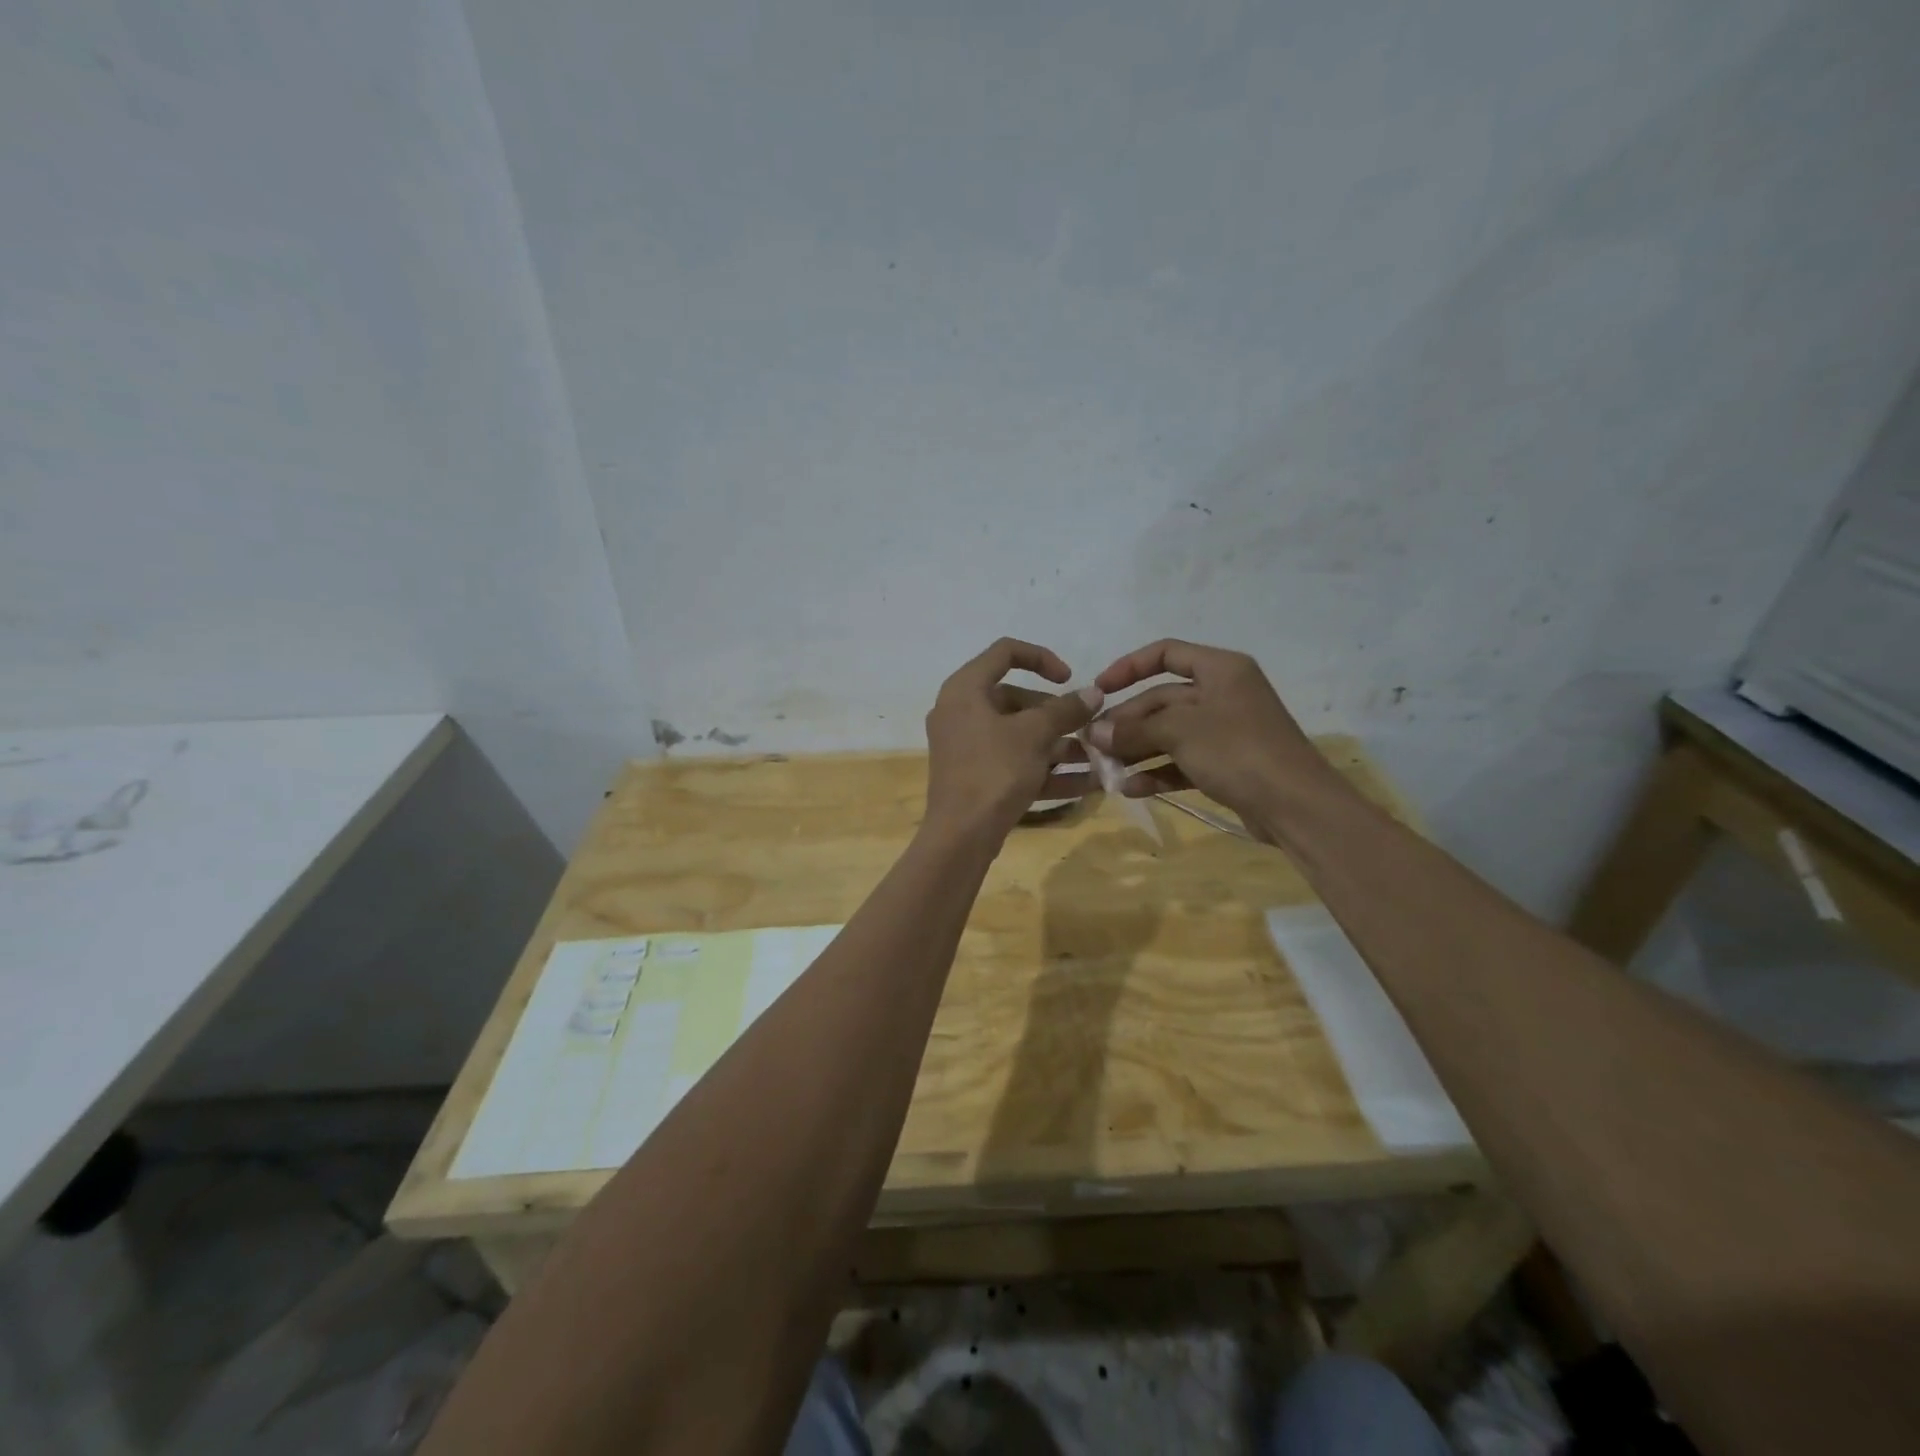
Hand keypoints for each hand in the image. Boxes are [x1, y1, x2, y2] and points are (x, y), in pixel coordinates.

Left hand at [924, 639, 1102, 840]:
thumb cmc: (995, 771)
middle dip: (1057, 714)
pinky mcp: (976, 776)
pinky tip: (1087, 783)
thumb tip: (1093, 693)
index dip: (1042, 658)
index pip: (1005, 652)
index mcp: (965, 689)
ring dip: (1059, 744)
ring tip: (1097, 757)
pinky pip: (1015, 762)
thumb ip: (1065, 709)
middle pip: (1016, 698)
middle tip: (1087, 728)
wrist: (961, 835)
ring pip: (1019, 734)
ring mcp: (966, 746)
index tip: (1070, 679)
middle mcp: (961, 712)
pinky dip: (1046, 769)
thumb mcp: (1035, 735)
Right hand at [1087, 640, 1346, 841]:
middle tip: (1093, 743)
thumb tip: (1094, 733)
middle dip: (1127, 722)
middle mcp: (1223, 694)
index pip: (1166, 653)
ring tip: (1105, 769)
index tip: (1099, 690)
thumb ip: (1133, 730)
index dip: (1128, 667)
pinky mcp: (1226, 765)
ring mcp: (1225, 731)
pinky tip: (1130, 788)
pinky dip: (1157, 771)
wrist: (1296, 806)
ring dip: (1136, 750)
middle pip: (1162, 699)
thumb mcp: (1180, 732)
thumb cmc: (1238, 750)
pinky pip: (1182, 761)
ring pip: (1169, 733)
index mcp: (1220, 669)